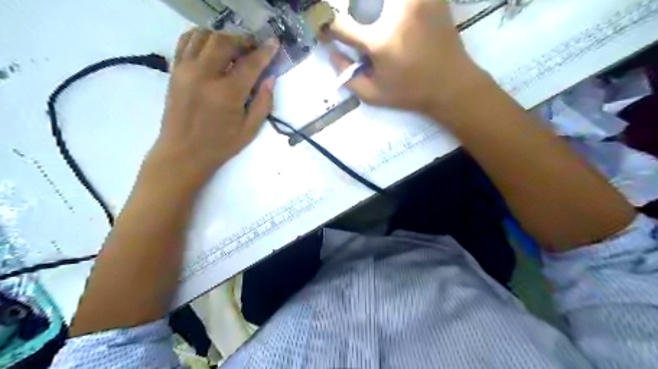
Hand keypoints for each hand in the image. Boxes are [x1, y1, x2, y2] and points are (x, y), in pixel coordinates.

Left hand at [144, 28, 278, 186]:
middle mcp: (204, 75)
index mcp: (227, 93)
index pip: (250, 63)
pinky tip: (211, 47)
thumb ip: (263, 103)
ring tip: (233, 49)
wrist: (182, 153)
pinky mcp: (174, 70)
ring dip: (223, 37)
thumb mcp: (249, 130)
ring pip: (204, 36)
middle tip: (253, 50)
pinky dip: (200, 37)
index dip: (265, 51)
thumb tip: (270, 78)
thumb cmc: (220, 145)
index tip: (274, 42)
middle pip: (225, 42)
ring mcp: (186, 70)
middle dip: (243, 41)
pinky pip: (186, 41)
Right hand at [326, 0, 484, 118]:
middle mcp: (396, 14)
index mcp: (379, 42)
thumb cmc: (409, 93)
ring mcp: (416, 0)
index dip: (325, 24)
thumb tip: (331, 52)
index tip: (324, 28)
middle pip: (361, 0)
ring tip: (373, 17)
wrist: (451, 84)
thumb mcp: (373, 96)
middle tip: (355, 23)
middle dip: (351, 8)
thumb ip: (346, 76)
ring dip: (373, 6)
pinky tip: (394, 14)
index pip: (339, 25)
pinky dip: (395, 5)